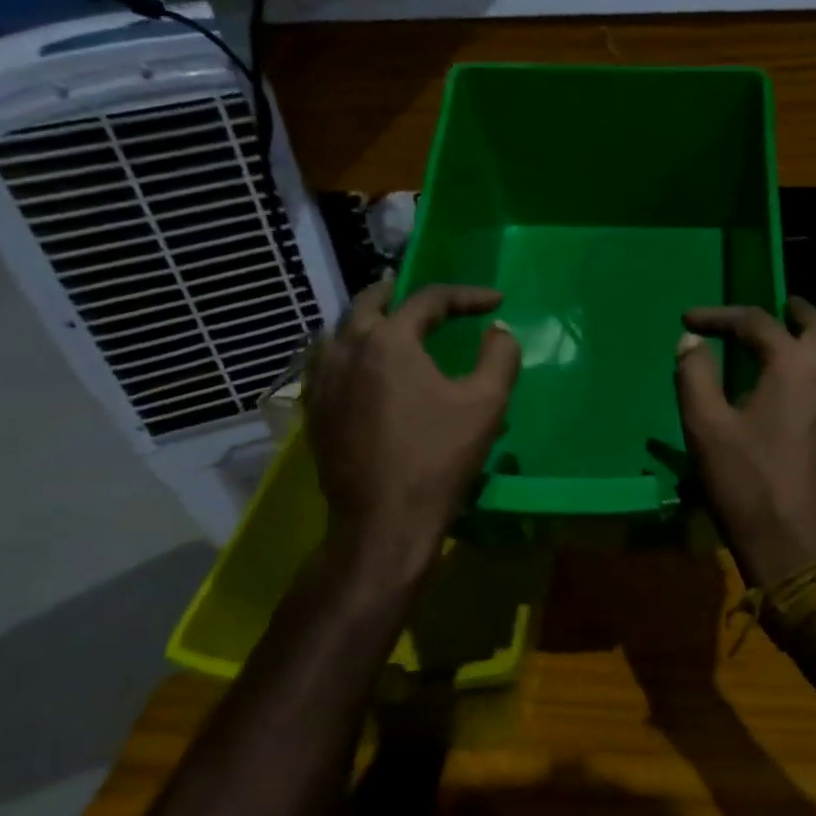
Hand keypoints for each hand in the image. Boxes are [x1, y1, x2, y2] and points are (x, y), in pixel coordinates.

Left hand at [305, 275, 519, 583]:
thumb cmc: (438, 459)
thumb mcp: (486, 404)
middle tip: (427, 299)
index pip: (428, 299)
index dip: (466, 296)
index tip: (495, 301)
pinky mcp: (315, 410)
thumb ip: (499, 357)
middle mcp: (347, 348)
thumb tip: (499, 330)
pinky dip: (349, 350)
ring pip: (341, 330)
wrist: (384, 522)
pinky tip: (364, 368)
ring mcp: (323, 380)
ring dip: (370, 319)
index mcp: (389, 340)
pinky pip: (328, 362)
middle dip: (402, 293)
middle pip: (370, 302)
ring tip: (392, 325)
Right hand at [674, 297, 815, 590]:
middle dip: (790, 311)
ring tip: (791, 341)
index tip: (690, 319)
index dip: (720, 316)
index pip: (756, 322)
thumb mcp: (707, 429)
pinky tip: (807, 386)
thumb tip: (691, 340)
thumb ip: (695, 376)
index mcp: (793, 366)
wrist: (801, 550)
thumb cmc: (748, 487)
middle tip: (771, 307)